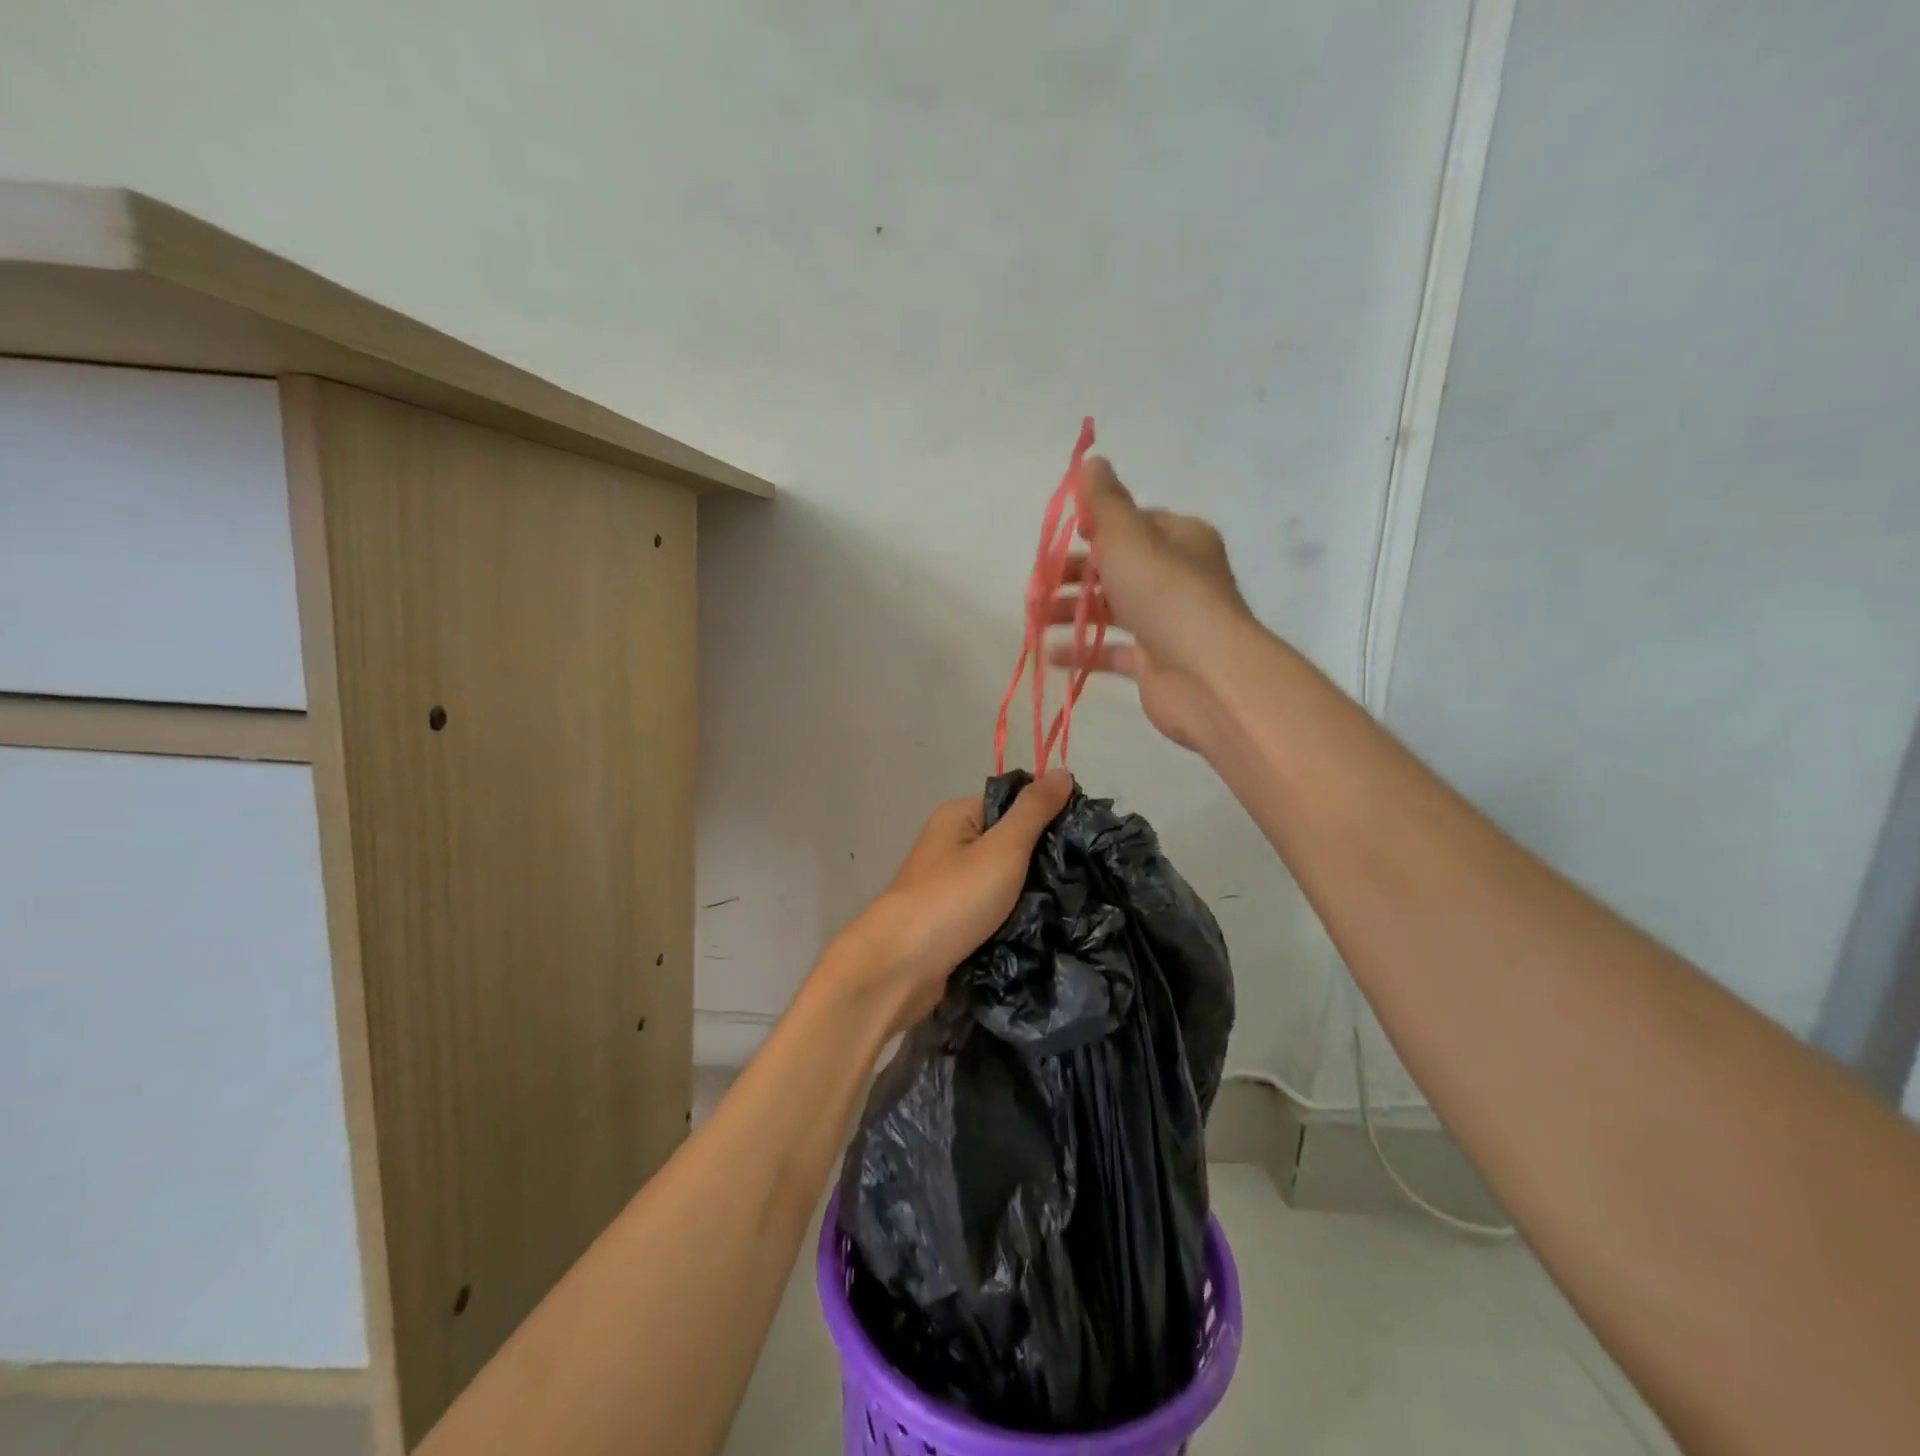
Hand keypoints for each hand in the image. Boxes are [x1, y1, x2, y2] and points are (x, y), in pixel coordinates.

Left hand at [822, 769, 1075, 1031]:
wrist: (901, 968)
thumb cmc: (953, 899)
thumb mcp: (1002, 848)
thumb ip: (1034, 811)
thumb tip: (1063, 771)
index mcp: (958, 816)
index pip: (1013, 801)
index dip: (1049, 812)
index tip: (1087, 835)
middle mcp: (951, 844)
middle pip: (1009, 840)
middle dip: (1044, 857)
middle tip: (1086, 872)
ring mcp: (950, 884)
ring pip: (1004, 879)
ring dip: (1031, 890)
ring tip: (1076, 900)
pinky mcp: (953, 920)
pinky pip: (993, 909)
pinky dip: (1014, 915)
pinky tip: (1045, 925)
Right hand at [1048, 457, 1256, 750]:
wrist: (1204, 674)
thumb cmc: (1165, 594)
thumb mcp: (1128, 537)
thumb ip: (1106, 502)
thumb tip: (1093, 460)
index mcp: (1180, 539)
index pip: (1136, 524)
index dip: (1099, 527)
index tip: (1067, 537)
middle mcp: (1177, 578)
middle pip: (1118, 569)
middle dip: (1075, 575)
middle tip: (1039, 585)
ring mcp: (1166, 623)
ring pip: (1111, 611)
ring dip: (1071, 613)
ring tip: (1036, 619)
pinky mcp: (1154, 663)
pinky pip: (1112, 652)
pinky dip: (1082, 651)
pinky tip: (1051, 654)